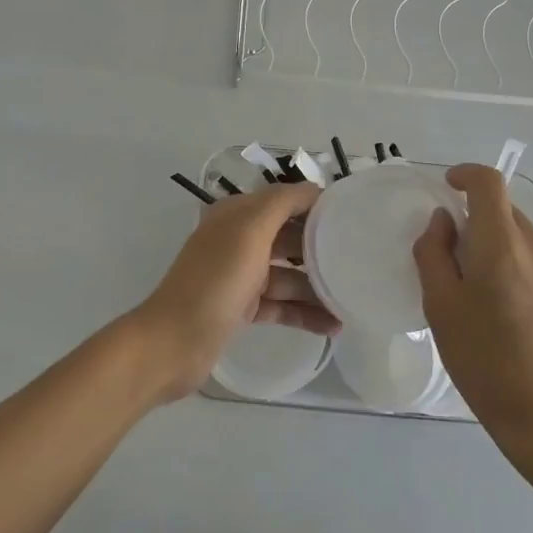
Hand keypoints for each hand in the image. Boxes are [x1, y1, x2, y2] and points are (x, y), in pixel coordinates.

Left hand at [128, 183, 337, 402]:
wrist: (173, 343)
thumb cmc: (215, 281)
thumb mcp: (250, 231)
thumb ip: (282, 203)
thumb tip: (315, 189)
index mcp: (237, 214)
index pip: (285, 199)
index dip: (317, 205)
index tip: (354, 217)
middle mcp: (239, 239)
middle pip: (289, 236)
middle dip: (321, 247)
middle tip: (360, 260)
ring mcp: (240, 275)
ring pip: (288, 274)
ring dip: (318, 287)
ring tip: (352, 302)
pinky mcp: (242, 307)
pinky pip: (281, 304)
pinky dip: (305, 313)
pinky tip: (333, 326)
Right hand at [413, 164, 532, 477]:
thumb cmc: (485, 362)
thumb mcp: (440, 308)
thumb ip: (434, 253)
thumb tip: (444, 222)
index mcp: (501, 245)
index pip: (488, 182)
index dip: (466, 175)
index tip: (450, 189)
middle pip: (506, 214)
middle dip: (480, 226)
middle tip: (460, 268)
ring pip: (527, 242)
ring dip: (505, 253)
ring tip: (494, 302)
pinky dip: (528, 274)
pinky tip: (524, 318)